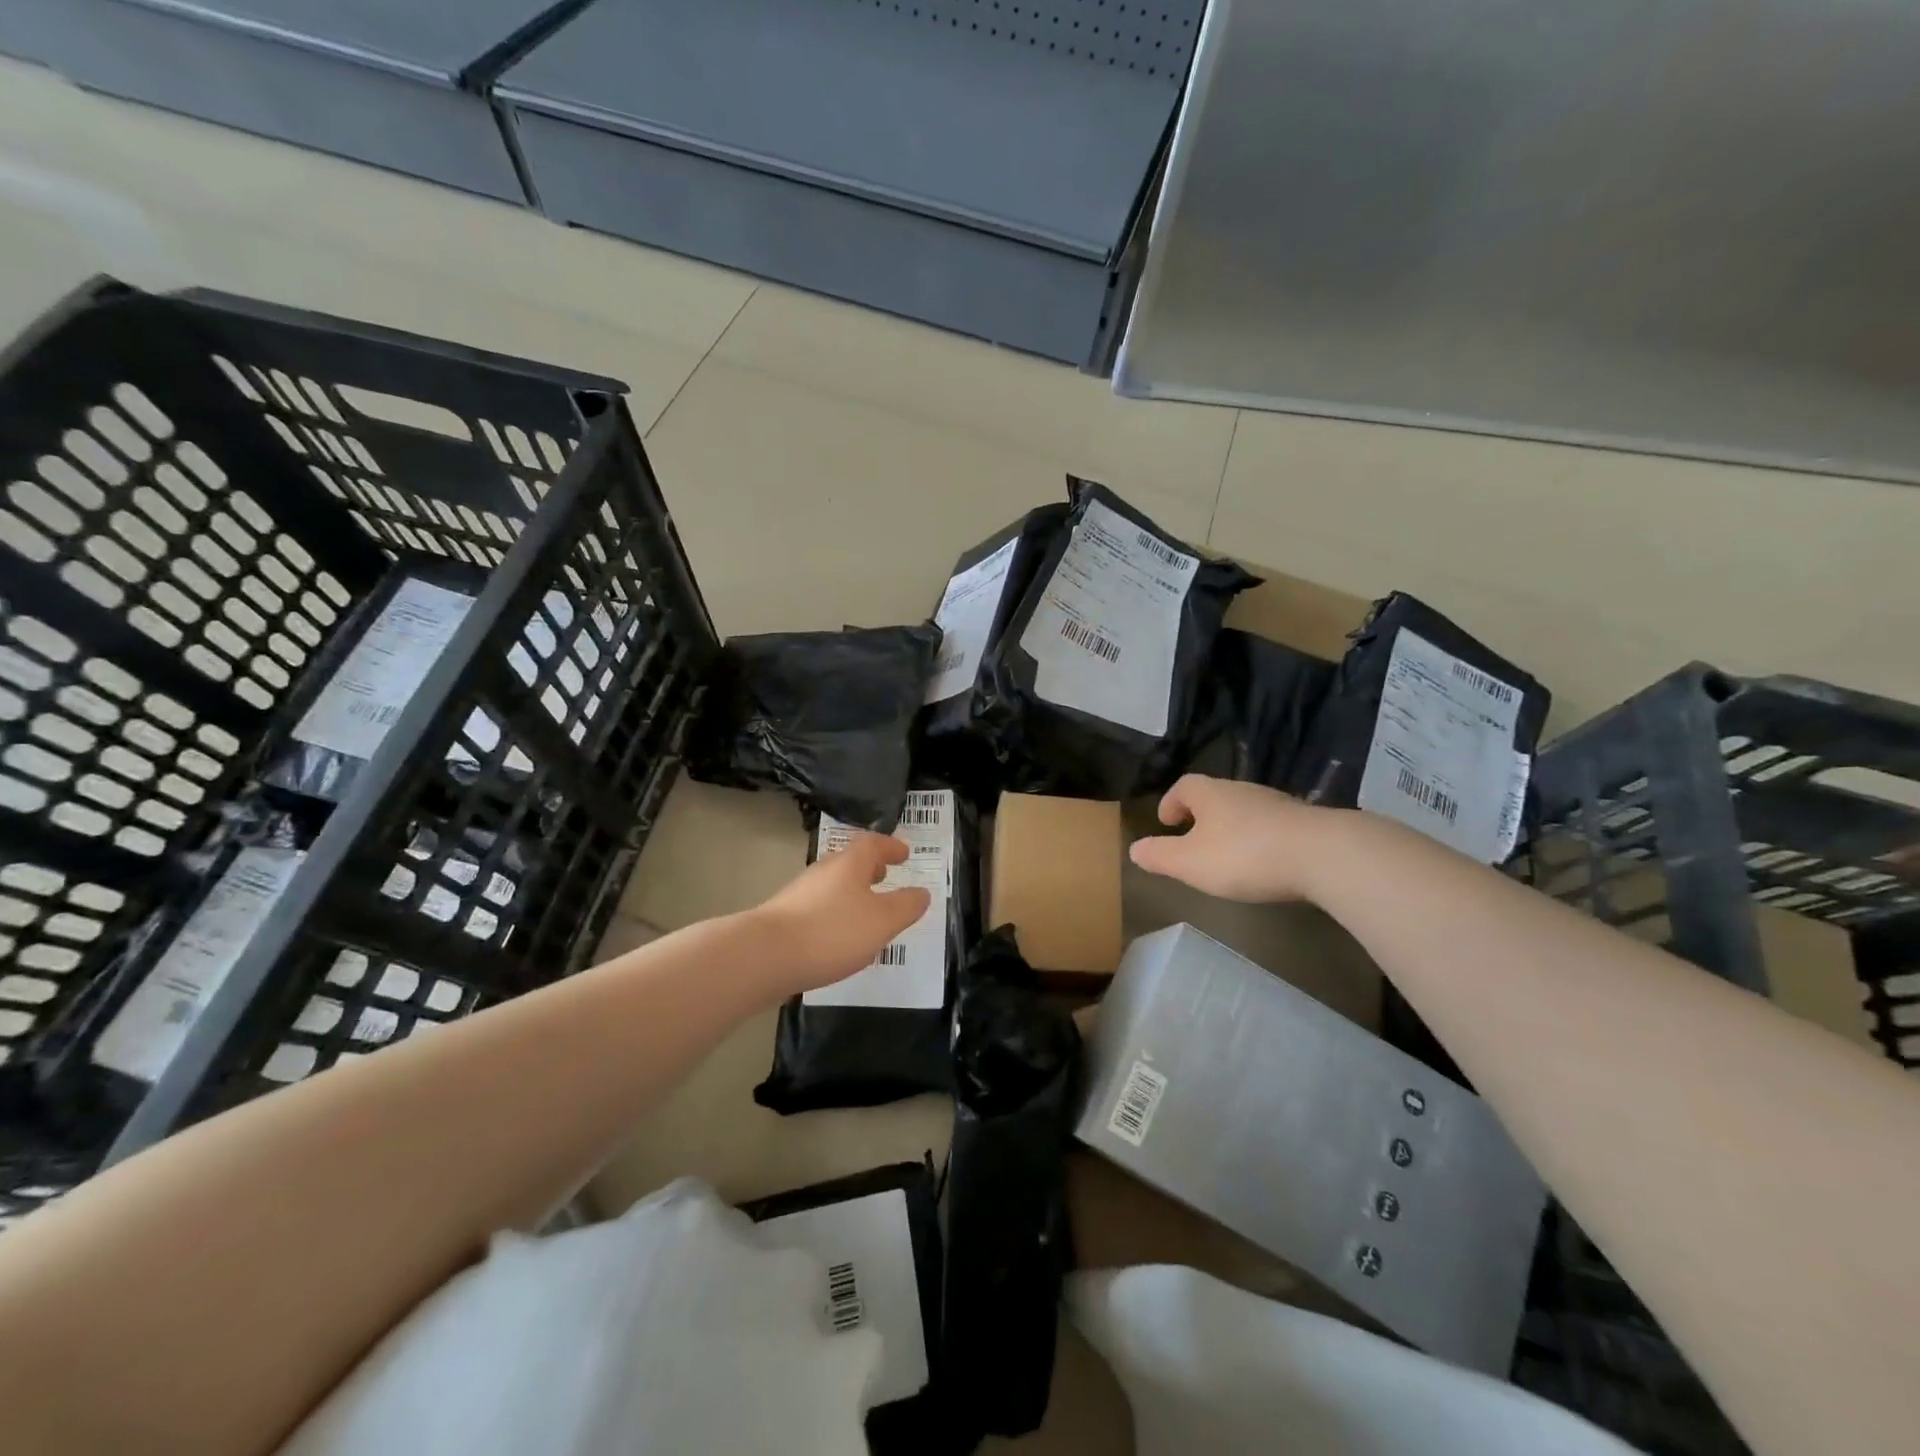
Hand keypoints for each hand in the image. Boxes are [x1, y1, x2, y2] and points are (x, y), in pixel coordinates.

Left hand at [751, 832, 932, 994]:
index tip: (904, 853)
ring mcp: (799, 894)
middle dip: (870, 868)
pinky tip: (838, 938)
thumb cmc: (832, 931)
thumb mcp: (883, 920)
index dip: (890, 846)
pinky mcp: (784, 919)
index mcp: (850, 863)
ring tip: (866, 913)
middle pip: (850, 862)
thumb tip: (921, 893)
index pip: (873, 843)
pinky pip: (818, 908)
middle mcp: (823, 871)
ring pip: (833, 886)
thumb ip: (906, 906)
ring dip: (852, 893)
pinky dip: (835, 914)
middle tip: (886, 877)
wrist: (764, 956)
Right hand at [1128, 774, 1327, 902]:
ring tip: (1228, 854)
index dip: (1171, 802)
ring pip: (1245, 810)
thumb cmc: (1244, 855)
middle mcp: (1242, 790)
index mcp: (1210, 794)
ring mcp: (1277, 804)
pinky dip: (1261, 839)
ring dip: (1232, 827)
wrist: (1322, 854)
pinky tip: (1265, 862)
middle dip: (1202, 815)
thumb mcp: (1190, 863)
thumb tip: (1134, 849)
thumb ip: (1160, 856)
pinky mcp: (1305, 822)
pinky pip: (1272, 825)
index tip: (1166, 823)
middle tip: (1194, 840)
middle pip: (1215, 795)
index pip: (1184, 786)